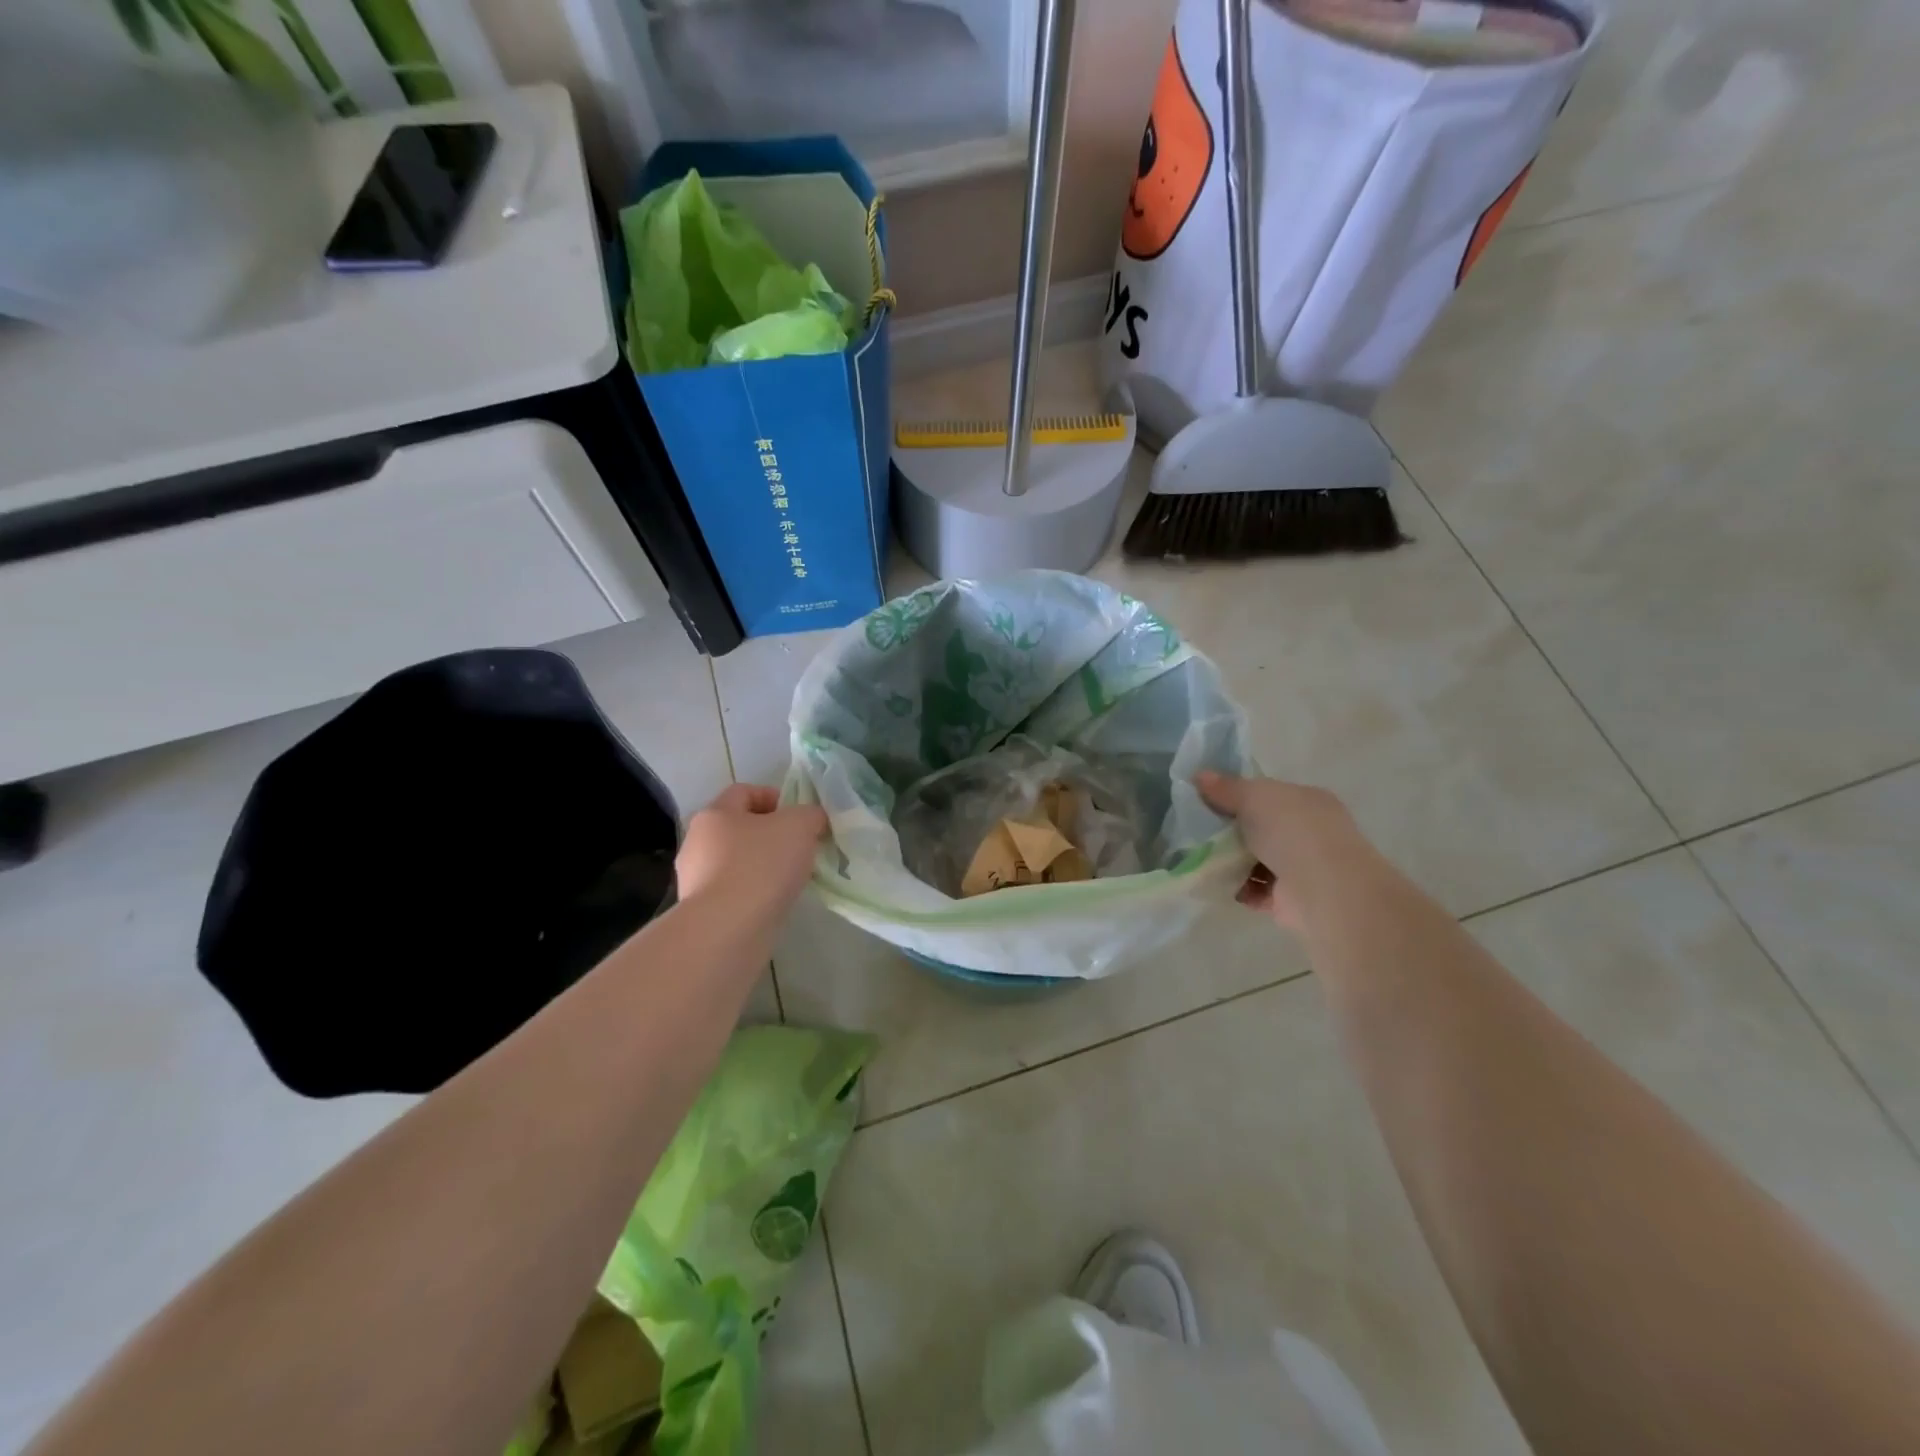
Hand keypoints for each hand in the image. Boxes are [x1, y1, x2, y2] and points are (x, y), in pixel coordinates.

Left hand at [674, 784, 826, 920]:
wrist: (727, 930)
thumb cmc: (761, 865)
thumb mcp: (799, 826)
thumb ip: (810, 814)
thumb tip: (812, 819)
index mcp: (715, 814)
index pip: (744, 792)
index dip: (774, 797)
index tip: (800, 816)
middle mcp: (697, 842)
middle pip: (739, 828)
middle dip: (770, 835)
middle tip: (799, 848)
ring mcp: (695, 879)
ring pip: (736, 862)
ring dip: (762, 866)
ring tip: (790, 879)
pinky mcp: (701, 911)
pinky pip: (734, 892)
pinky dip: (753, 893)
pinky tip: (773, 903)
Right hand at [1196, 772, 1369, 932]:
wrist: (1322, 889)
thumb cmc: (1291, 831)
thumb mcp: (1253, 796)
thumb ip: (1226, 788)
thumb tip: (1200, 775)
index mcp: (1309, 801)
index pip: (1271, 794)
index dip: (1240, 795)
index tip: (1209, 800)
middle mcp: (1311, 832)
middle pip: (1263, 827)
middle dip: (1233, 830)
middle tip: (1200, 830)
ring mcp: (1304, 867)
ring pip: (1258, 859)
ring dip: (1233, 861)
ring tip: (1203, 858)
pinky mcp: (1292, 899)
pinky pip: (1258, 889)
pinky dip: (1241, 888)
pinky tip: (1220, 883)